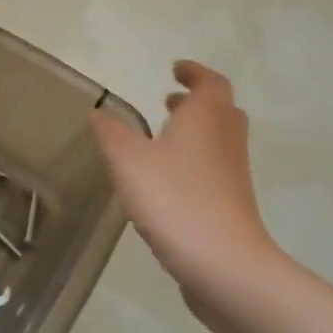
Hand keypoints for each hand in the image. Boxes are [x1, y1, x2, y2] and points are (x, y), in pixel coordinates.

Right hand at [91, 60, 279, 306]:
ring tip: (163, 138)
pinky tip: (166, 180)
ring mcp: (234, 175)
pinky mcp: (232, 204)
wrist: (223, 263)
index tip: (175, 69)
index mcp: (206, 118)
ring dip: (195, 132)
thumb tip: (99, 113)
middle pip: (220, 110)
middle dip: (196, 102)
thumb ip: (110, 132)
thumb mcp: (127, 160)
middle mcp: (225, 140)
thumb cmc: (174, 198)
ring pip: (219, 140)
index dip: (193, 72)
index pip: (209, 83)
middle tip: (169, 102)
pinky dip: (194, 161)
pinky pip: (215, 169)